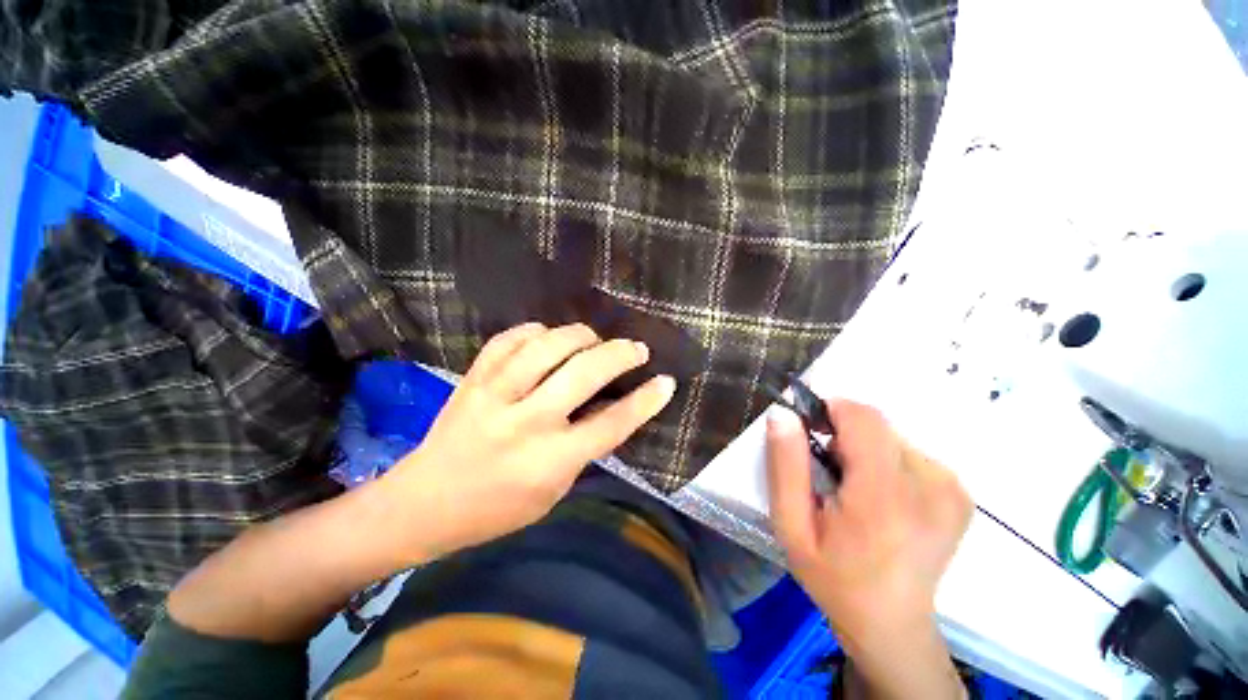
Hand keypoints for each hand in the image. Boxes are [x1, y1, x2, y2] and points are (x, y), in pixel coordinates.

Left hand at [384, 322, 675, 559]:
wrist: (424, 502)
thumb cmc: (497, 508)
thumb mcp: (553, 492)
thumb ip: (583, 449)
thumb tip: (611, 408)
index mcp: (549, 461)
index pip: (611, 424)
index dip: (645, 401)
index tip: (665, 382)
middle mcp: (526, 422)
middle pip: (585, 373)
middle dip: (620, 354)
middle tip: (637, 349)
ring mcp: (495, 395)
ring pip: (548, 346)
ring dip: (581, 335)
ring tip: (594, 339)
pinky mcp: (473, 378)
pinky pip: (510, 339)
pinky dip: (535, 331)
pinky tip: (547, 337)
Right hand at [767, 400, 971, 698]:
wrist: (891, 624)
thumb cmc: (833, 576)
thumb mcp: (791, 525)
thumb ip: (785, 465)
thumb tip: (783, 414)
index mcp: (885, 497)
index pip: (863, 418)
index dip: (831, 412)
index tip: (811, 433)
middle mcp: (931, 486)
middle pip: (877, 426)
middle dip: (844, 437)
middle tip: (829, 476)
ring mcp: (952, 490)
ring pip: (891, 437)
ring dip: (865, 451)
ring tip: (855, 491)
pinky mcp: (960, 494)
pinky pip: (911, 453)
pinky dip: (888, 464)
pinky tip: (882, 498)